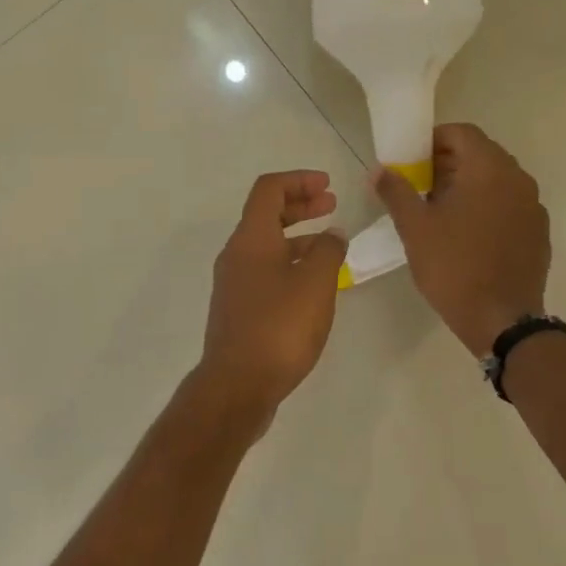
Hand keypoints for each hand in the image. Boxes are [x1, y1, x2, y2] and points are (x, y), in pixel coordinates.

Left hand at [197, 170, 348, 417]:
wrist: (238, 384)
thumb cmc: (279, 328)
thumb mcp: (315, 283)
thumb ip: (328, 251)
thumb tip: (332, 235)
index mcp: (251, 239)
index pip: (269, 189)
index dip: (299, 180)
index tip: (329, 186)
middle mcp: (236, 255)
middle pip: (265, 215)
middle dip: (300, 205)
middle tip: (332, 205)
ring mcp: (234, 284)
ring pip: (266, 246)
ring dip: (297, 237)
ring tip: (331, 245)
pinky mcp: (238, 310)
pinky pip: (265, 272)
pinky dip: (289, 264)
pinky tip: (312, 284)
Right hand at [371, 124, 550, 355]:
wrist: (501, 319)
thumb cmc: (453, 267)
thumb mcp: (415, 228)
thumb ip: (396, 192)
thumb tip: (379, 170)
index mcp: (488, 170)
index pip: (462, 133)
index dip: (433, 140)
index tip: (411, 160)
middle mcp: (518, 179)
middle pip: (481, 154)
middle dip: (449, 163)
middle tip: (420, 186)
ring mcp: (533, 206)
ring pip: (496, 180)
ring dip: (468, 185)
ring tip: (441, 212)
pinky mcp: (537, 231)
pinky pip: (509, 205)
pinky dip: (487, 207)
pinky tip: (468, 235)